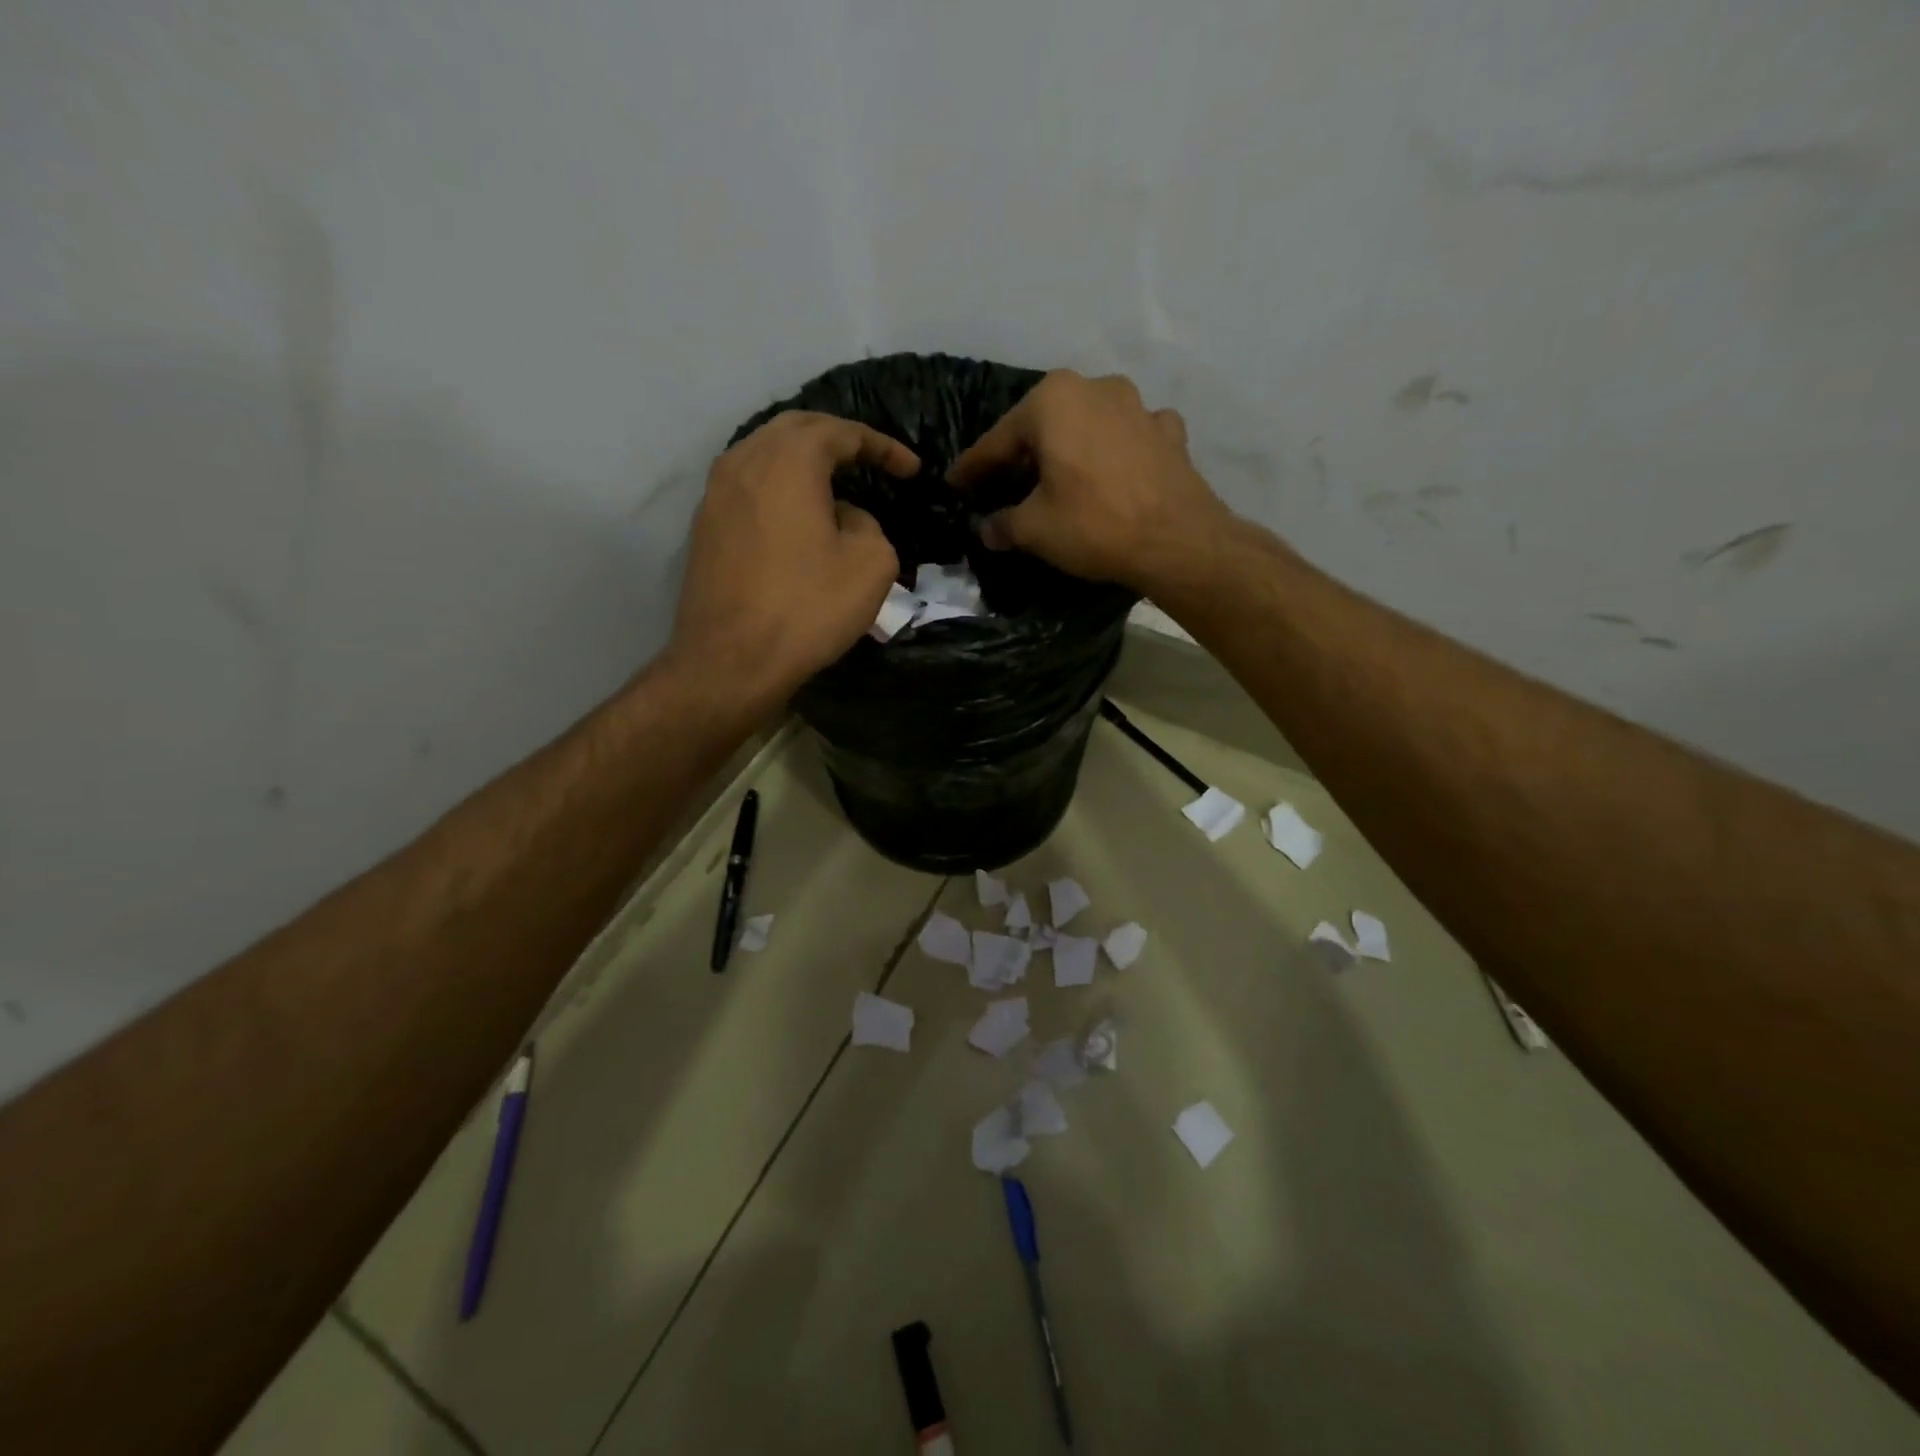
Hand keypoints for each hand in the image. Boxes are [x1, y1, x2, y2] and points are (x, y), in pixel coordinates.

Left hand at [667, 412, 918, 709]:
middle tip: (871, 460)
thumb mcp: (871, 563)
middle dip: (838, 439)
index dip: (882, 447)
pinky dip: (779, 486)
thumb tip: (843, 518)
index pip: (842, 432)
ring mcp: (716, 493)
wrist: (731, 660)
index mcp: (789, 459)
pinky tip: (797, 513)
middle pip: (797, 429)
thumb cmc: (808, 607)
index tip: (912, 470)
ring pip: (765, 454)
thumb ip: (868, 524)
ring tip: (834, 481)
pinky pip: (749, 486)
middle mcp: (745, 460)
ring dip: (803, 460)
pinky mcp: (705, 526)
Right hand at [946, 370, 1232, 592]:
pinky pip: (1127, 438)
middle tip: (1001, 486)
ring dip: (1068, 451)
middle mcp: (1095, 387)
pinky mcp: (1168, 432)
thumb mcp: (1034, 529)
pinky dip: (1112, 454)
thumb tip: (987, 529)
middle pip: (1043, 427)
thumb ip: (1003, 524)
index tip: (954, 484)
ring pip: (1087, 427)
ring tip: (1055, 481)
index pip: (998, 440)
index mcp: (1052, 400)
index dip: (973, 469)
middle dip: (1021, 457)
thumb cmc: (1094, 525)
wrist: (1178, 541)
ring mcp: (1138, 406)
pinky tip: (1111, 474)